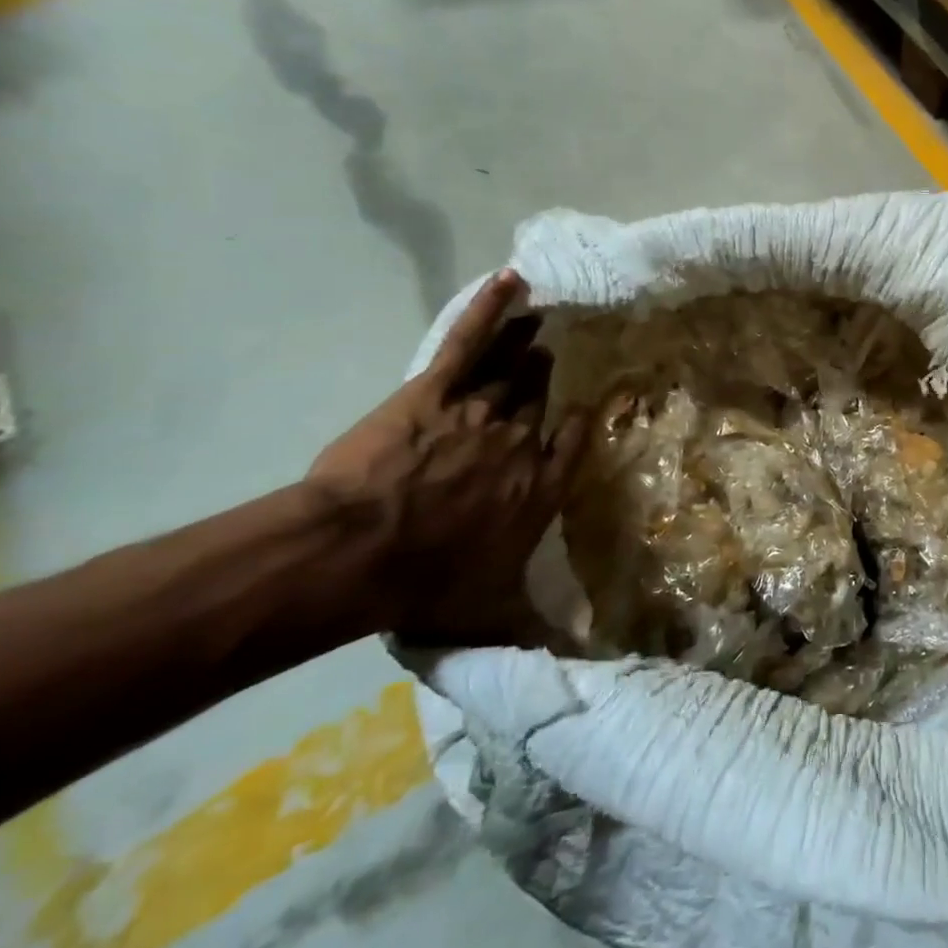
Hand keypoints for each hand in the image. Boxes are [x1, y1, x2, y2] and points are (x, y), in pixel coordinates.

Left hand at [310, 269, 589, 643]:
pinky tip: (510, 281)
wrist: (356, 553)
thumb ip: (535, 633)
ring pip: (517, 365)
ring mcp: (483, 408)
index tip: (591, 403)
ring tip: (547, 315)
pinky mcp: (439, 389)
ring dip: (532, 340)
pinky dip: (492, 309)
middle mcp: (523, 439)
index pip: (574, 441)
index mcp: (541, 486)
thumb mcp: (491, 615)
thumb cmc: (426, 583)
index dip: (583, 419)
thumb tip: (578, 666)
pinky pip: (472, 341)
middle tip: (561, 349)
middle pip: (543, 396)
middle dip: (551, 374)